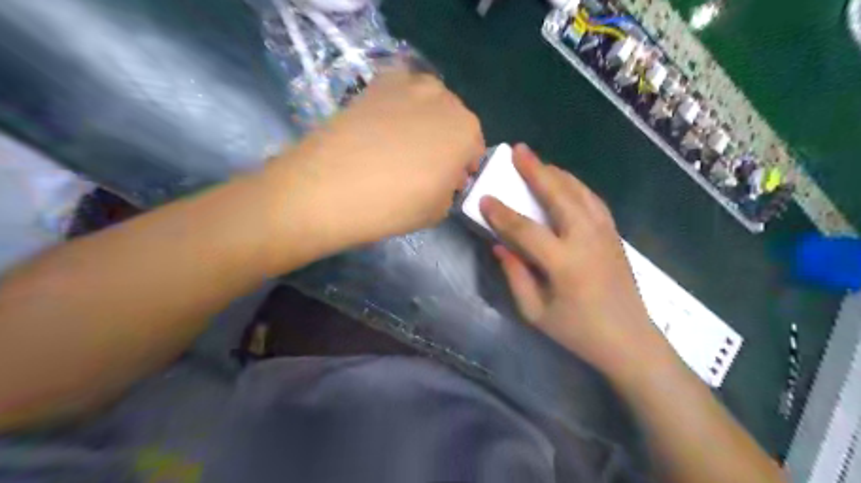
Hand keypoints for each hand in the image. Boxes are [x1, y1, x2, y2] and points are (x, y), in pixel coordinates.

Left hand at [268, 67, 482, 255]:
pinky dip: (397, 107)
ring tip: (400, 144)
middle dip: (445, 141)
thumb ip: (450, 190)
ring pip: (428, 104)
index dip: (462, 167)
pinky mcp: (376, 83)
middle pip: (452, 120)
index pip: (474, 148)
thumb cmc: (394, 205)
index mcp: (466, 131)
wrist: (331, 187)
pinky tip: (381, 128)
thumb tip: (444, 176)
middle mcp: (443, 98)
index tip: (447, 181)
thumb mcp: (438, 211)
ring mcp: (408, 85)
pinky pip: (399, 93)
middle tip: (424, 164)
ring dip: (423, 121)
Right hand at [482, 146, 667, 378]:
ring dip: (556, 173)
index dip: (502, 213)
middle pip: (559, 195)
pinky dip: (575, 185)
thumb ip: (515, 275)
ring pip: (579, 192)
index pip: (526, 229)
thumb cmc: (577, 331)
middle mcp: (587, 240)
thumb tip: (499, 244)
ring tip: (537, 161)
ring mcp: (605, 234)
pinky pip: (592, 200)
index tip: (484, 198)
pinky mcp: (614, 234)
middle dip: (535, 171)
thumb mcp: (535, 312)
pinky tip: (563, 182)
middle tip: (517, 150)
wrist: (629, 339)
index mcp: (564, 264)